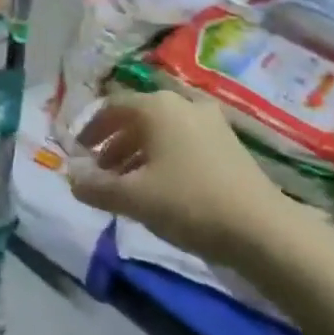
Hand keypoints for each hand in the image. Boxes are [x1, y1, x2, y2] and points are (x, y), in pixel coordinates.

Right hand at [67, 89, 307, 275]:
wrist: (263, 230)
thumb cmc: (189, 203)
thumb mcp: (134, 198)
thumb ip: (96, 187)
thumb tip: (70, 177)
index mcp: (157, 106)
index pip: (111, 107)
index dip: (90, 129)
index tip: (78, 153)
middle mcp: (182, 104)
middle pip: (137, 118)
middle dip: (113, 144)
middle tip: (100, 172)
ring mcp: (210, 122)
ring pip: (161, 131)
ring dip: (137, 153)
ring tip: (126, 184)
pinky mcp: (229, 144)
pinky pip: (183, 142)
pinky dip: (163, 158)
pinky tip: (161, 188)